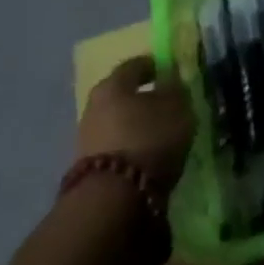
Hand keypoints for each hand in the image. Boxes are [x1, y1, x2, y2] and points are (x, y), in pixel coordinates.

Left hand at [77, 56, 194, 197]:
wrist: (111, 199)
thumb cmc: (148, 139)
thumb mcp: (176, 108)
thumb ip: (175, 90)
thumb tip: (171, 81)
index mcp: (113, 83)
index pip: (135, 65)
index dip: (155, 66)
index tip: (171, 72)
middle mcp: (94, 105)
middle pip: (122, 95)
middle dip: (143, 98)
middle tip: (166, 105)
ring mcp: (86, 138)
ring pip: (117, 122)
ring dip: (135, 125)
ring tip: (160, 135)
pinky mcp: (88, 168)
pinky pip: (114, 147)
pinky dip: (130, 147)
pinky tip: (146, 155)